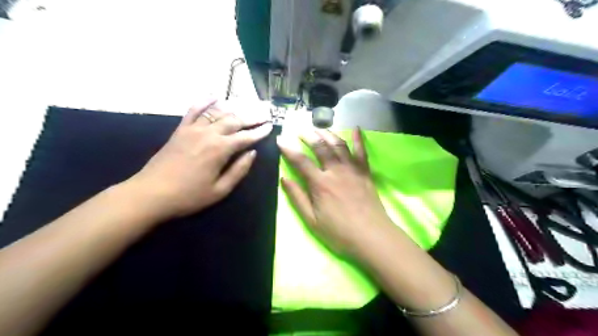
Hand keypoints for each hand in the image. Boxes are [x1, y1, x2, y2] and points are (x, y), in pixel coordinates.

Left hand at [130, 98, 273, 220]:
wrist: (151, 194)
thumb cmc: (189, 196)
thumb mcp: (220, 190)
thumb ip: (239, 170)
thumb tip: (252, 153)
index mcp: (220, 149)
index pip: (245, 137)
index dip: (259, 132)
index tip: (270, 126)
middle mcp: (209, 134)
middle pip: (234, 121)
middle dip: (251, 118)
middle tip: (263, 115)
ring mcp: (193, 129)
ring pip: (218, 113)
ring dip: (234, 110)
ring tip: (246, 108)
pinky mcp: (180, 129)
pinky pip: (194, 110)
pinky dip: (205, 101)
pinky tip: (214, 95)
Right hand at [277, 128, 395, 254]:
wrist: (372, 237)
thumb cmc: (339, 232)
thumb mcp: (312, 220)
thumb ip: (297, 198)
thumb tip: (284, 178)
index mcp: (320, 184)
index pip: (301, 161)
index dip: (288, 149)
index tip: (280, 138)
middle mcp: (336, 171)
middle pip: (320, 147)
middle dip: (308, 136)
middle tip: (300, 129)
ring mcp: (352, 170)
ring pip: (339, 145)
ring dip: (328, 134)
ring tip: (319, 128)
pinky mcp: (365, 172)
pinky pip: (362, 151)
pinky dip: (358, 138)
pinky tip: (356, 128)